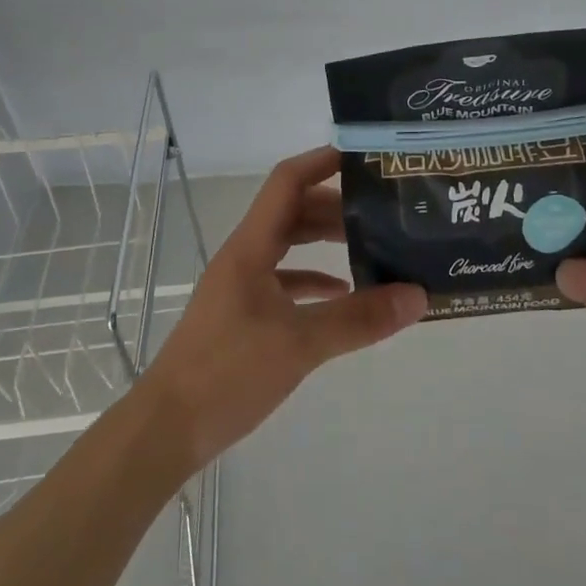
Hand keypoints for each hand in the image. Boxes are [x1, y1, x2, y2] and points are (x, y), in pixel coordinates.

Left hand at [135, 146, 426, 474]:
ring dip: (324, 241)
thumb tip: (417, 296)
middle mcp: (245, 255)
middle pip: (293, 211)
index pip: (288, 181)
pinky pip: (284, 280)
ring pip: (288, 245)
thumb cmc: (228, 373)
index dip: (322, 161)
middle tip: (381, 209)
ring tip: (371, 245)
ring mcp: (241, 285)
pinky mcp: (242, 314)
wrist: (168, 428)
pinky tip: (342, 293)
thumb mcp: (300, 344)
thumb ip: (358, 319)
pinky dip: (313, 279)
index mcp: (251, 246)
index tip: (363, 156)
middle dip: (335, 205)